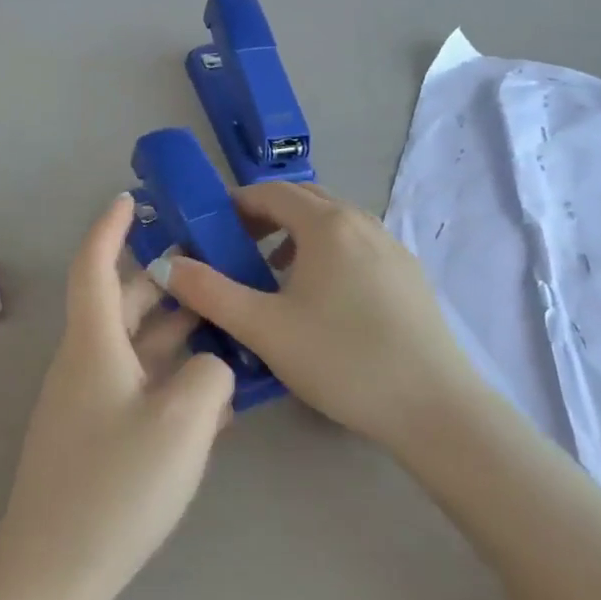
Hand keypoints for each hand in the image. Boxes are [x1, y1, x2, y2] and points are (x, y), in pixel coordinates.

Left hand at [0, 195, 235, 599]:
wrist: (55, 572)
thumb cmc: (116, 487)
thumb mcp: (183, 423)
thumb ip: (212, 375)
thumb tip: (212, 364)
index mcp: (93, 346)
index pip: (95, 266)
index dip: (111, 228)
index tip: (131, 199)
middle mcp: (84, 364)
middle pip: (121, 304)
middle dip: (162, 279)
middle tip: (211, 264)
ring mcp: (87, 402)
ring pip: (133, 347)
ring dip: (174, 330)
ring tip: (225, 320)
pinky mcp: (95, 436)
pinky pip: (136, 386)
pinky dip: (170, 375)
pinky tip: (212, 390)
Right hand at [148, 182, 481, 450]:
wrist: (434, 407)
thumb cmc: (341, 360)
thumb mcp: (263, 327)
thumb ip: (208, 292)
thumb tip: (166, 264)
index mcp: (327, 224)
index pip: (269, 191)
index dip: (232, 205)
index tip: (206, 234)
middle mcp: (363, 222)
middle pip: (302, 201)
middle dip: (261, 218)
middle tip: (233, 253)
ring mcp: (392, 247)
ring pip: (331, 225)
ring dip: (293, 238)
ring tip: (271, 279)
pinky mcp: (408, 276)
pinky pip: (355, 247)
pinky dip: (324, 255)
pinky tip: (318, 302)